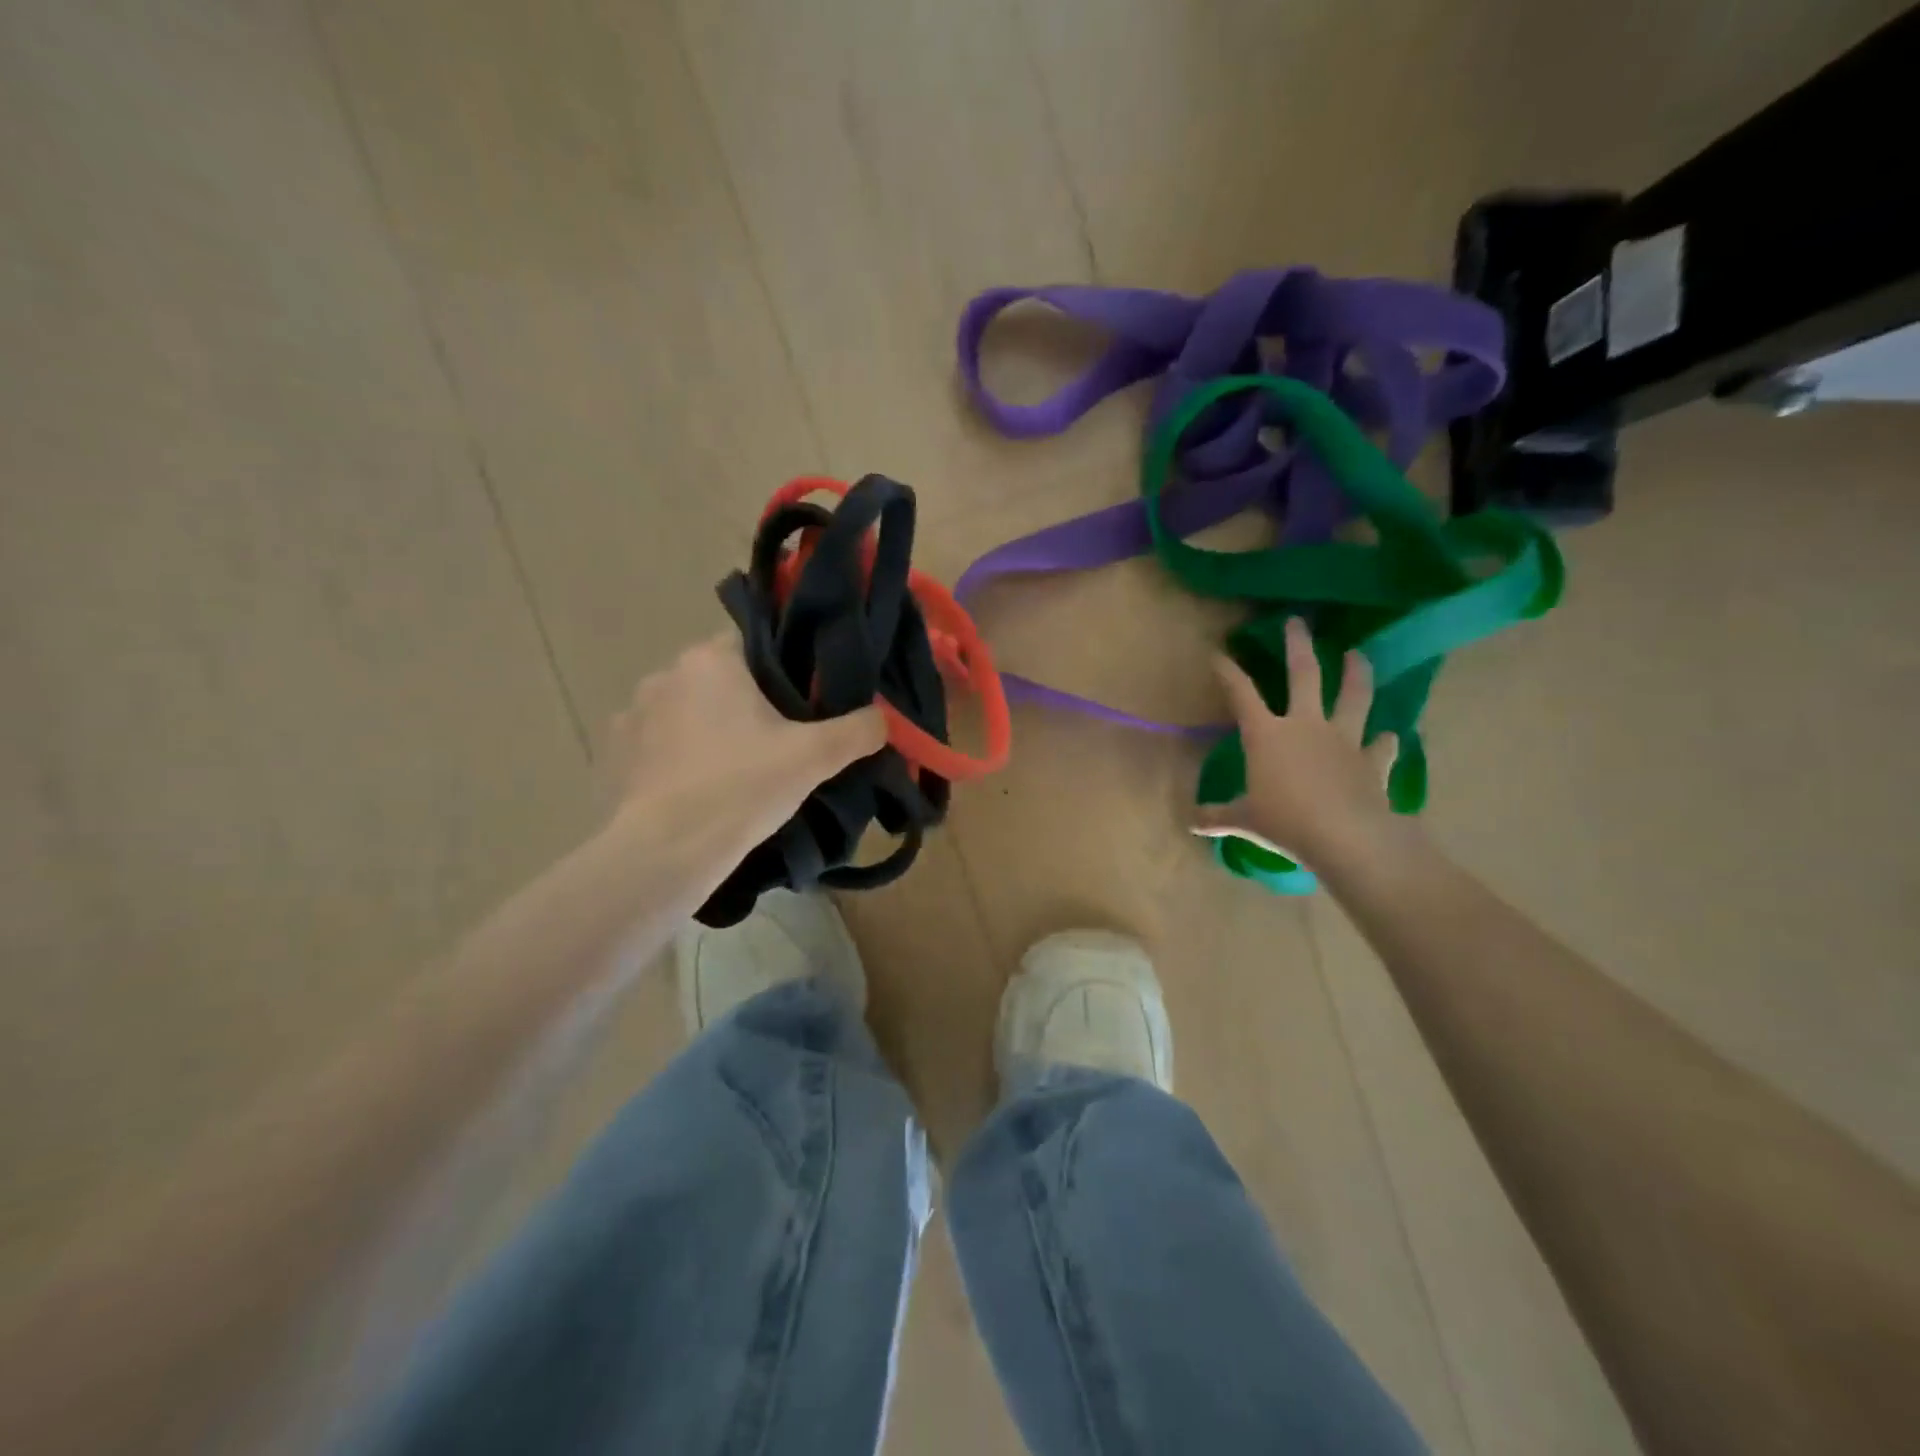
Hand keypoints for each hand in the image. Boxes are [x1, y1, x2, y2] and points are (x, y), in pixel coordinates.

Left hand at [601, 634, 885, 845]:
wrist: (667, 852)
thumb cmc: (743, 787)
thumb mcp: (815, 758)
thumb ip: (857, 730)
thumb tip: (883, 718)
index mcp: (710, 660)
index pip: (755, 642)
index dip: (784, 668)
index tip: (802, 701)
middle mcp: (665, 674)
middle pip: (721, 678)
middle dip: (746, 702)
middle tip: (778, 740)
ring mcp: (632, 714)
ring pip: (687, 711)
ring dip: (709, 728)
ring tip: (736, 769)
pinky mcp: (614, 754)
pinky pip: (658, 744)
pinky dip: (678, 758)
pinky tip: (698, 788)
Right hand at [1193, 618, 1398, 866]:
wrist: (1346, 836)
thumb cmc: (1285, 821)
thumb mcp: (1244, 820)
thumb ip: (1218, 816)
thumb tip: (1191, 823)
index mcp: (1267, 735)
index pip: (1242, 694)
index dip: (1228, 672)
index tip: (1219, 654)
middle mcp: (1306, 726)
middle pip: (1304, 674)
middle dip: (1298, 645)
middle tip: (1298, 622)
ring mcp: (1344, 739)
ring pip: (1353, 696)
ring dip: (1357, 673)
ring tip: (1359, 654)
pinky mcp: (1372, 760)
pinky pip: (1382, 745)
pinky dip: (1385, 741)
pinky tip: (1390, 736)